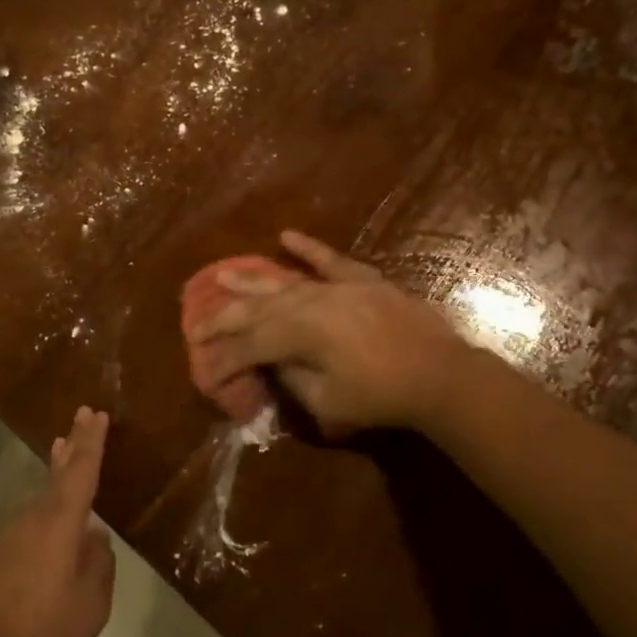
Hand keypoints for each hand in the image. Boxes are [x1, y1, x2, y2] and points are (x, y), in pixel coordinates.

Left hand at [0, 407, 115, 636]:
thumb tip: (95, 539)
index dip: (91, 441)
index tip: (97, 413)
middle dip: (73, 445)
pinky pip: (31, 522)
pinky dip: (46, 508)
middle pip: (58, 475)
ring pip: (42, 499)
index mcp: (60, 523)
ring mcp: (9, 539)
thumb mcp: (90, 606)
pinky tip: (54, 526)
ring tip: (67, 455)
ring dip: (57, 475)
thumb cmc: (41, 634)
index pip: (81, 471)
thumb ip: (99, 565)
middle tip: (82, 416)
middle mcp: (32, 520)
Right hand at [189, 231, 468, 433]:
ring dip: (251, 279)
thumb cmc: (381, 395)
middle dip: (223, 318)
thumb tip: (271, 362)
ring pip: (284, 281)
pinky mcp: (362, 280)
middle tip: (196, 325)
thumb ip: (291, 378)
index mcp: (298, 332)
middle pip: (256, 308)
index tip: (204, 373)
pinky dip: (308, 248)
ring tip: (223, 274)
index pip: (248, 344)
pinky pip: (329, 260)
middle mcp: (309, 301)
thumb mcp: (327, 400)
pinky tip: (286, 236)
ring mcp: (336, 286)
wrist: (440, 373)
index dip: (223, 359)